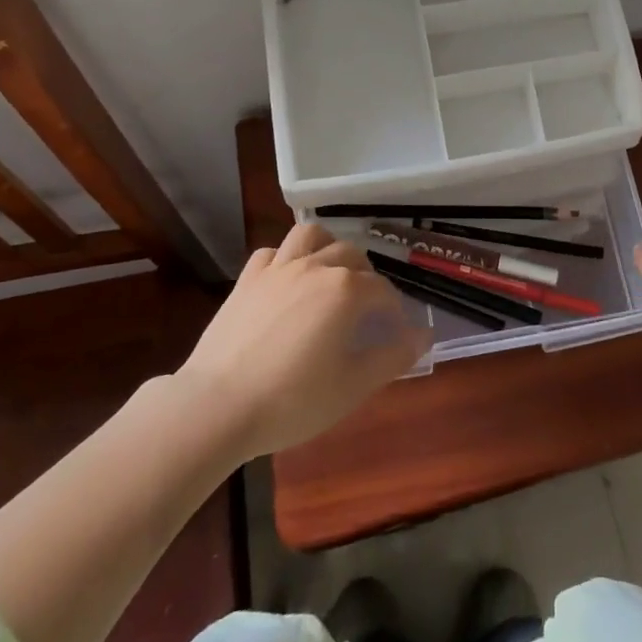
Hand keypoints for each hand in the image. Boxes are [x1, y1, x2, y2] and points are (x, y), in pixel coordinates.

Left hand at [177, 223, 431, 459]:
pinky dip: (286, 259)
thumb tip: (423, 335)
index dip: (393, 311)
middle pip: (352, 255)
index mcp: (346, 290)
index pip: (382, 290)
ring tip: (330, 271)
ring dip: (327, 246)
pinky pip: (273, 252)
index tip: (394, 333)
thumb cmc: (293, 400)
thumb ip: (394, 356)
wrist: (218, 405)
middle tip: (366, 307)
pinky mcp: (247, 279)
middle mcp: (316, 267)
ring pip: (311, 235)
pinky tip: (287, 280)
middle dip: (366, 275)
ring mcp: (278, 268)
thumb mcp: (353, 385)